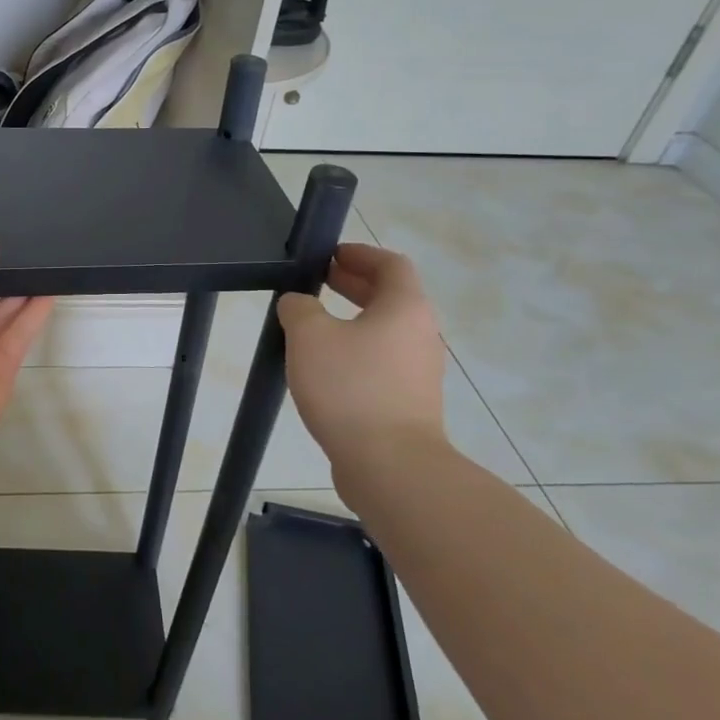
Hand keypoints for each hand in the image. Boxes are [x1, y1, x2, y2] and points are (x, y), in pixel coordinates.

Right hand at [277, 243, 445, 491]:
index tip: (329, 255)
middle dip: (353, 284)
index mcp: (405, 308)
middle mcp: (420, 335)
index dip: (360, 253)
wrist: (391, 466)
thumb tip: (299, 304)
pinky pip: (380, 362)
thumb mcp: (310, 336)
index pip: (391, 264)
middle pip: (390, 296)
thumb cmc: (351, 388)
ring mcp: (418, 372)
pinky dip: (355, 351)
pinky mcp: (408, 403)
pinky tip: (323, 367)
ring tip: (312, 325)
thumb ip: (299, 308)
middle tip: (316, 282)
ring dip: (351, 320)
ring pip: (384, 331)